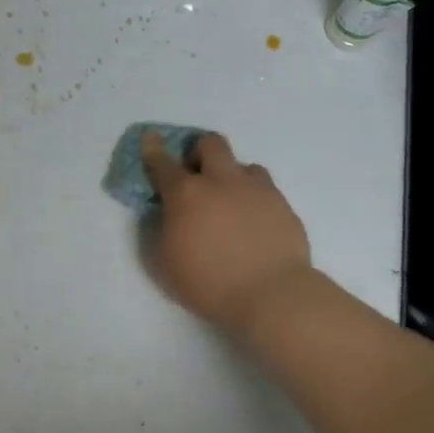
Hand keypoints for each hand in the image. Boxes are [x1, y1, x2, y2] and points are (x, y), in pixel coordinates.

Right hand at [141, 130, 314, 331]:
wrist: (271, 294)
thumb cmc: (208, 282)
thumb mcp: (164, 263)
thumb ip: (160, 230)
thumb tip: (166, 214)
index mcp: (187, 194)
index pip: (163, 163)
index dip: (153, 149)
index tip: (150, 138)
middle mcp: (222, 181)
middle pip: (211, 144)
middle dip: (199, 151)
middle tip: (196, 174)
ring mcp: (257, 190)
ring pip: (244, 165)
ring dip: (232, 176)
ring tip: (230, 202)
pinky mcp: (283, 205)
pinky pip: (265, 190)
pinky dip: (254, 199)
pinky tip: (253, 223)